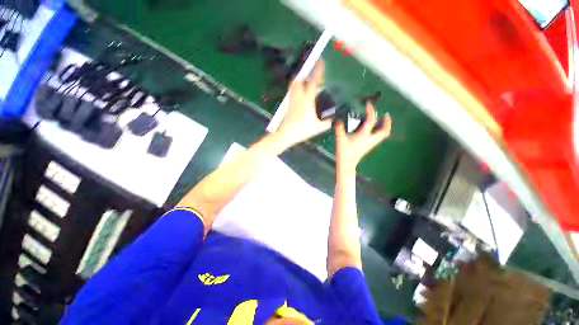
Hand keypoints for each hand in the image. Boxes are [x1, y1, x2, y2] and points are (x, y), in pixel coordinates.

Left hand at [274, 61, 331, 147]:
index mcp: (308, 100)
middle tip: (313, 75)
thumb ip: (328, 122)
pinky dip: (297, 89)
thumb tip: (334, 118)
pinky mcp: (289, 105)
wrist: (286, 135)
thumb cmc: (303, 130)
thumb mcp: (319, 127)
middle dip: (306, 75)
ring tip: (307, 83)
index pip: (314, 82)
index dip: (318, 71)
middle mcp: (299, 97)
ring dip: (300, 81)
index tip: (321, 60)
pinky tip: (301, 95)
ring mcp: (292, 100)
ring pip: (294, 85)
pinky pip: (292, 92)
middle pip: (300, 80)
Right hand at [336, 102, 391, 169]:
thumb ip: (339, 128)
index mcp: (364, 135)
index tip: (369, 104)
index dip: (371, 111)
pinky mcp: (368, 147)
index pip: (371, 120)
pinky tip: (373, 130)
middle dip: (387, 123)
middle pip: (384, 131)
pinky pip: (378, 138)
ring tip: (383, 121)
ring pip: (383, 135)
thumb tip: (338, 120)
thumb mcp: (340, 139)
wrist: (347, 163)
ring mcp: (370, 144)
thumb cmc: (344, 151)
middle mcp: (370, 139)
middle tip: (386, 116)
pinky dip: (379, 132)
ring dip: (385, 127)